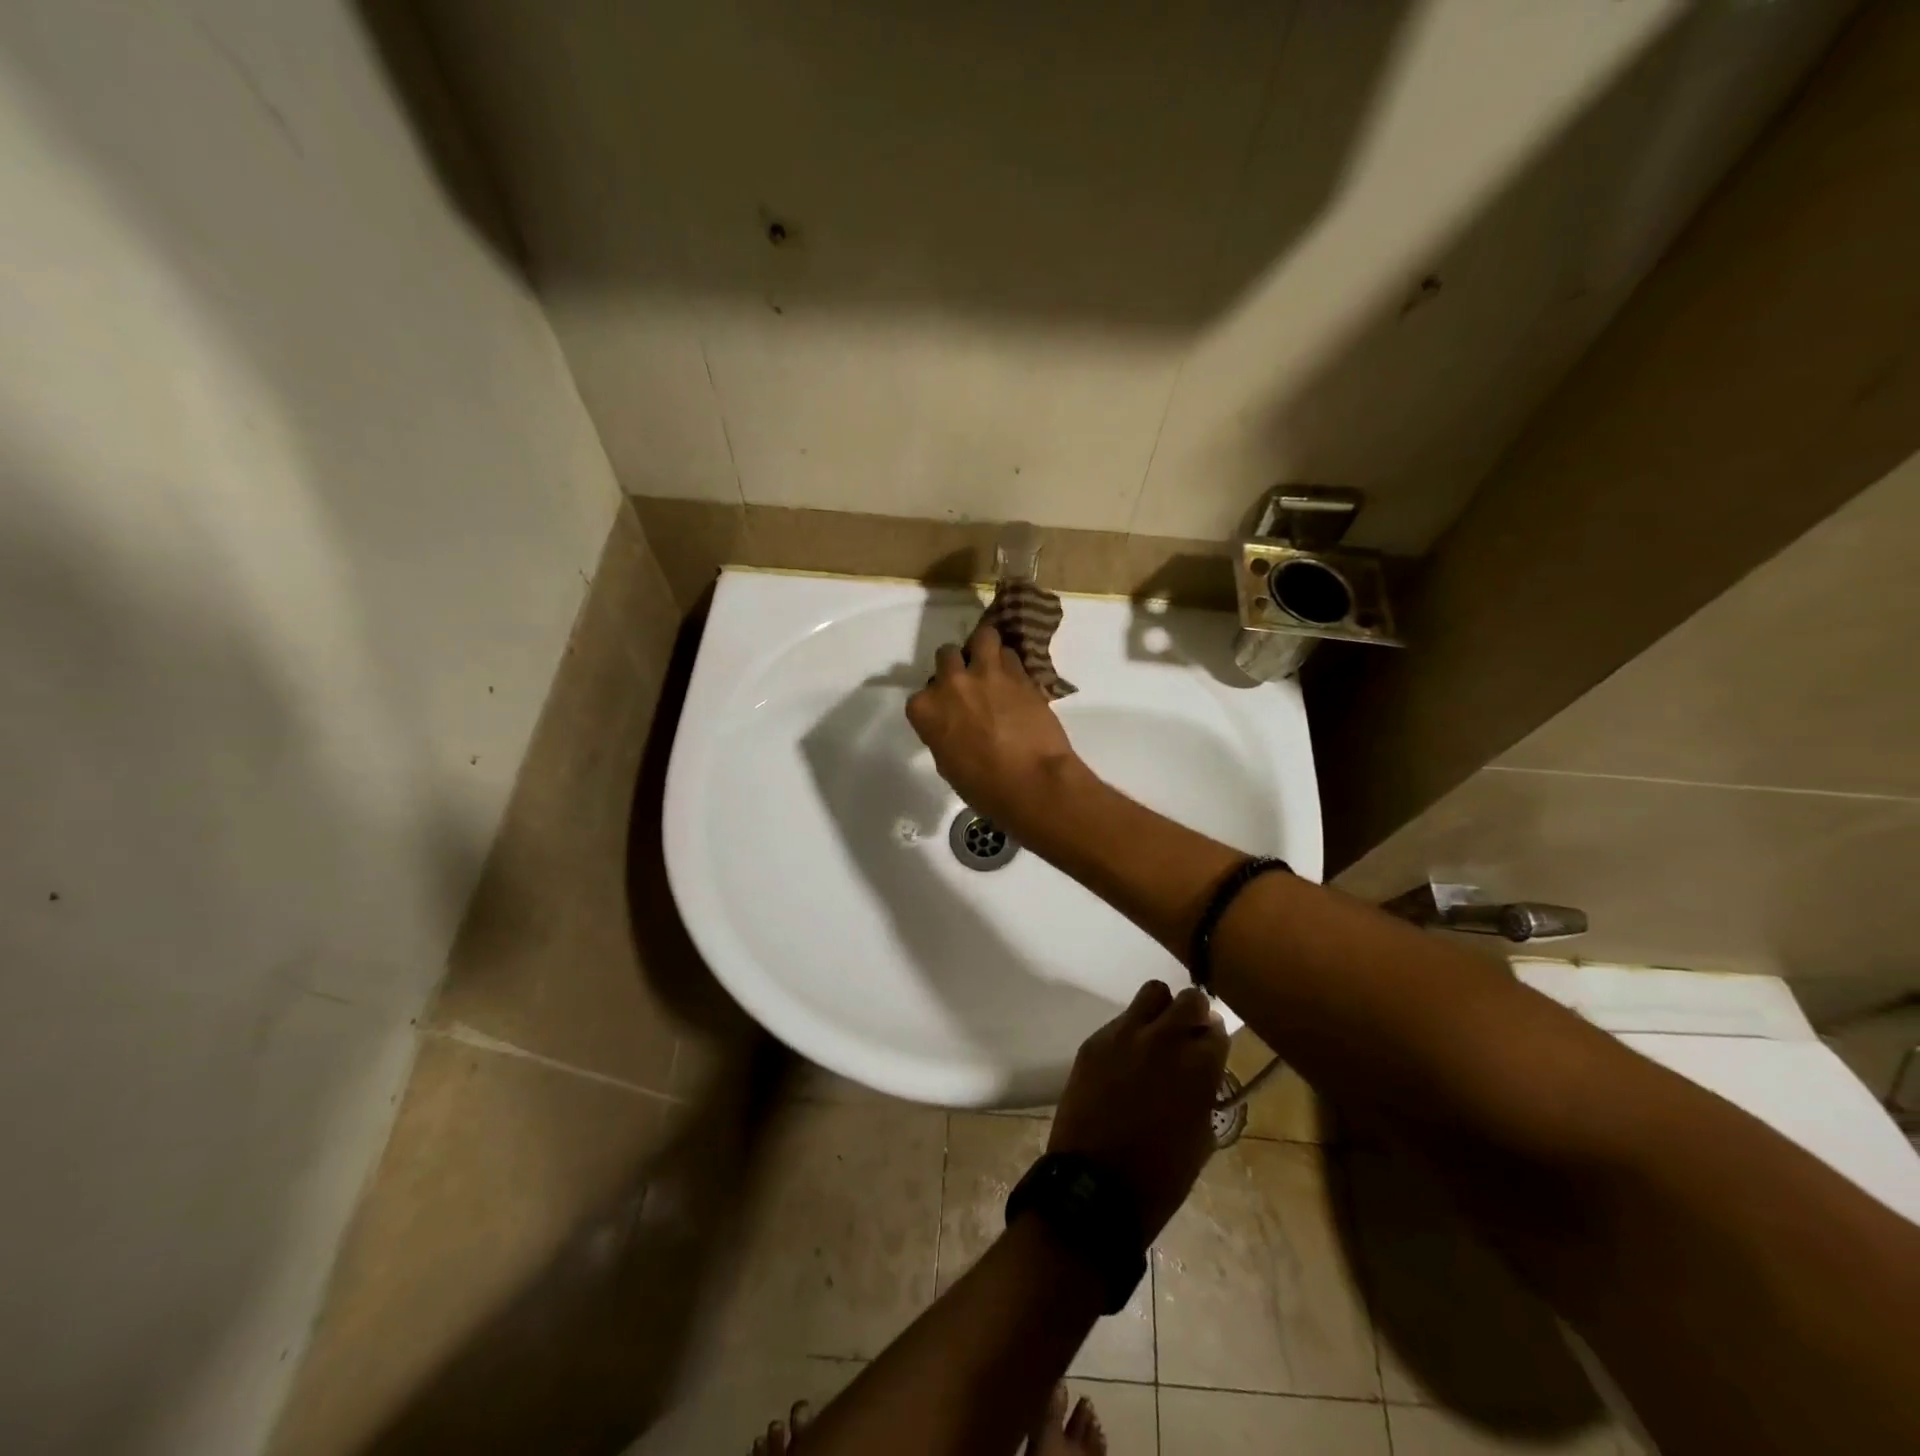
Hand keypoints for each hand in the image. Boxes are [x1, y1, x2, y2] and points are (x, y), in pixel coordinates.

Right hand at [905, 621, 1080, 834]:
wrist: (1031, 782)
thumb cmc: (983, 786)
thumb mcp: (947, 763)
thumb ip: (943, 733)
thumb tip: (955, 725)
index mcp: (925, 709)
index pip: (922, 693)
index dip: (937, 700)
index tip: (949, 711)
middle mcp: (951, 682)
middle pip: (947, 655)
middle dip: (957, 665)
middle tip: (970, 682)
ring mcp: (986, 673)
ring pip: (983, 637)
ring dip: (986, 648)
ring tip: (994, 665)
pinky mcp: (1019, 673)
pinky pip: (1011, 655)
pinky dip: (1011, 663)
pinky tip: (1016, 678)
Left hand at [1048, 981, 1228, 1240]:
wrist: (1097, 1185)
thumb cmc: (1161, 1175)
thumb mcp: (1201, 1135)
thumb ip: (1205, 1090)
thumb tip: (1203, 1068)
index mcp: (1198, 1067)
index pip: (1216, 1030)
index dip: (1213, 1041)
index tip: (1209, 1051)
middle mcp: (1163, 1039)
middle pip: (1188, 999)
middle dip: (1193, 1014)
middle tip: (1187, 1036)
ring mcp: (1125, 1035)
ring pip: (1152, 993)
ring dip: (1160, 1010)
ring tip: (1155, 1037)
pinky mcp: (1095, 1041)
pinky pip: (1120, 1020)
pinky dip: (1129, 1032)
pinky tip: (1124, 1061)